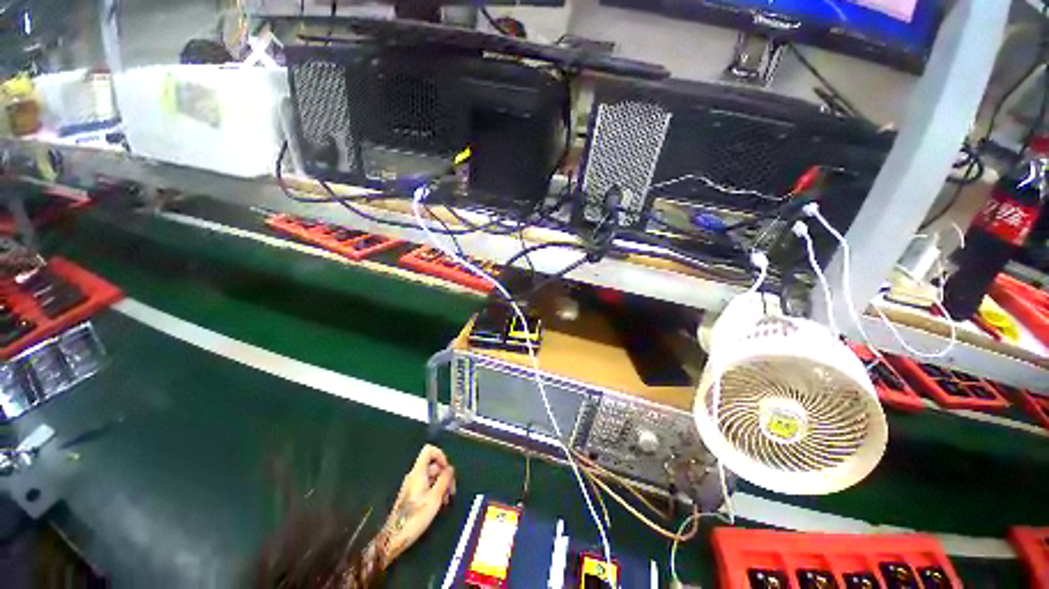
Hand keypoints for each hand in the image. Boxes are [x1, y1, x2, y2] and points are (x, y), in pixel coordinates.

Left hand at [380, 445, 455, 566]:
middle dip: (444, 474)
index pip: (429, 450)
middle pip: (432, 464)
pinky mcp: (411, 495)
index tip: (447, 469)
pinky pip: (426, 485)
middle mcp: (414, 475)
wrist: (395, 537)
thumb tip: (450, 469)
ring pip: (431, 476)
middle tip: (451, 489)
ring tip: (447, 499)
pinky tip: (439, 503)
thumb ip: (444, 480)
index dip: (441, 455)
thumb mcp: (435, 497)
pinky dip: (435, 490)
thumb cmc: (415, 516)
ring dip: (441, 484)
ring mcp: (412, 485)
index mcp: (418, 472)